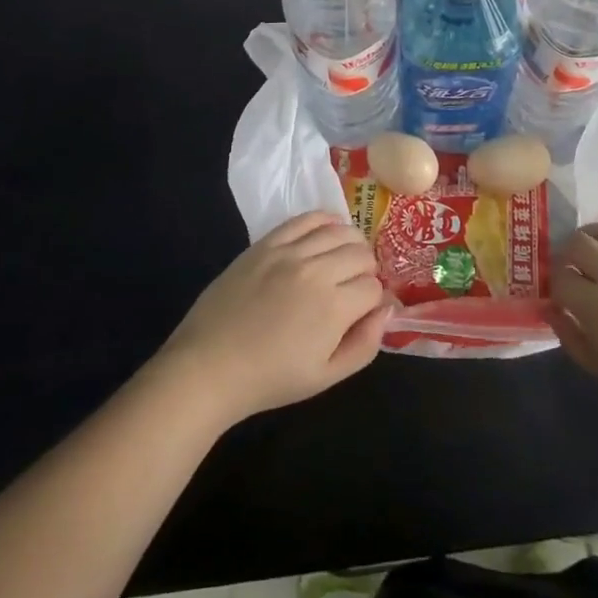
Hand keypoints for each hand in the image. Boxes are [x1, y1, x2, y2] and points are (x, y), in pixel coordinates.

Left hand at [152, 212, 388, 428]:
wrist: (210, 365)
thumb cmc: (270, 378)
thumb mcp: (326, 377)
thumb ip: (365, 344)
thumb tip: (387, 310)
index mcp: (335, 307)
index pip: (374, 287)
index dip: (375, 300)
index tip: (365, 310)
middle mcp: (317, 270)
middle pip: (361, 253)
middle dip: (367, 270)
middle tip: (355, 287)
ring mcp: (290, 252)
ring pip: (340, 231)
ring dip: (351, 243)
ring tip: (344, 260)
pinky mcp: (267, 243)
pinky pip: (306, 218)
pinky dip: (325, 220)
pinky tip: (328, 231)